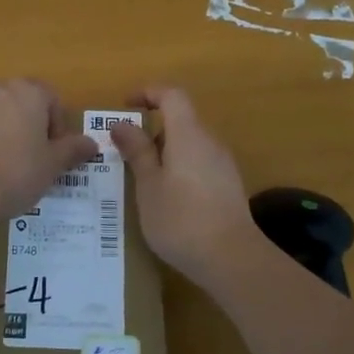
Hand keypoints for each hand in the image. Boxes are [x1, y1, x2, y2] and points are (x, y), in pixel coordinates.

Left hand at [0, 79, 97, 228]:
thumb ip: (72, 150)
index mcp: (29, 92)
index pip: (52, 99)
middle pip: (22, 102)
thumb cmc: (13, 173)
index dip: (57, 127)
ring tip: (3, 165)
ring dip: (3, 131)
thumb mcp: (51, 166)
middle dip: (29, 126)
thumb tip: (91, 143)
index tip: (53, 154)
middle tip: (31, 160)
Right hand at [108, 86, 265, 288]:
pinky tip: (165, 199)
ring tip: (141, 181)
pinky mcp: (228, 187)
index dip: (148, 93)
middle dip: (151, 131)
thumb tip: (121, 123)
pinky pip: (198, 164)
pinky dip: (178, 170)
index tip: (125, 105)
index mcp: (188, 134)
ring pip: (189, 145)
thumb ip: (136, 151)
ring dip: (164, 153)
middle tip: (125, 154)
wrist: (232, 260)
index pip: (172, 96)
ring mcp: (223, 165)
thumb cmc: (181, 219)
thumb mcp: (148, 185)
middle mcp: (209, 142)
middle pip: (180, 121)